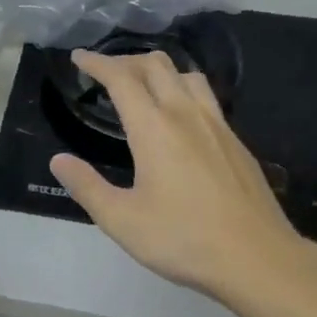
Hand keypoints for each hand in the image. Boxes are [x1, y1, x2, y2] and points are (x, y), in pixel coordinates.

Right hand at [48, 50, 313, 302]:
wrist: (257, 258)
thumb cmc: (183, 239)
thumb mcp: (122, 220)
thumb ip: (86, 187)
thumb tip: (58, 161)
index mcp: (154, 129)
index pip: (122, 78)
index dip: (97, 63)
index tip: (79, 57)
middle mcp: (187, 115)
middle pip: (157, 65)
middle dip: (126, 61)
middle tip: (106, 73)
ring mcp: (218, 126)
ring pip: (187, 75)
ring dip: (160, 71)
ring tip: (143, 87)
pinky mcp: (236, 142)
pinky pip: (206, 98)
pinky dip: (183, 90)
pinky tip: (180, 118)